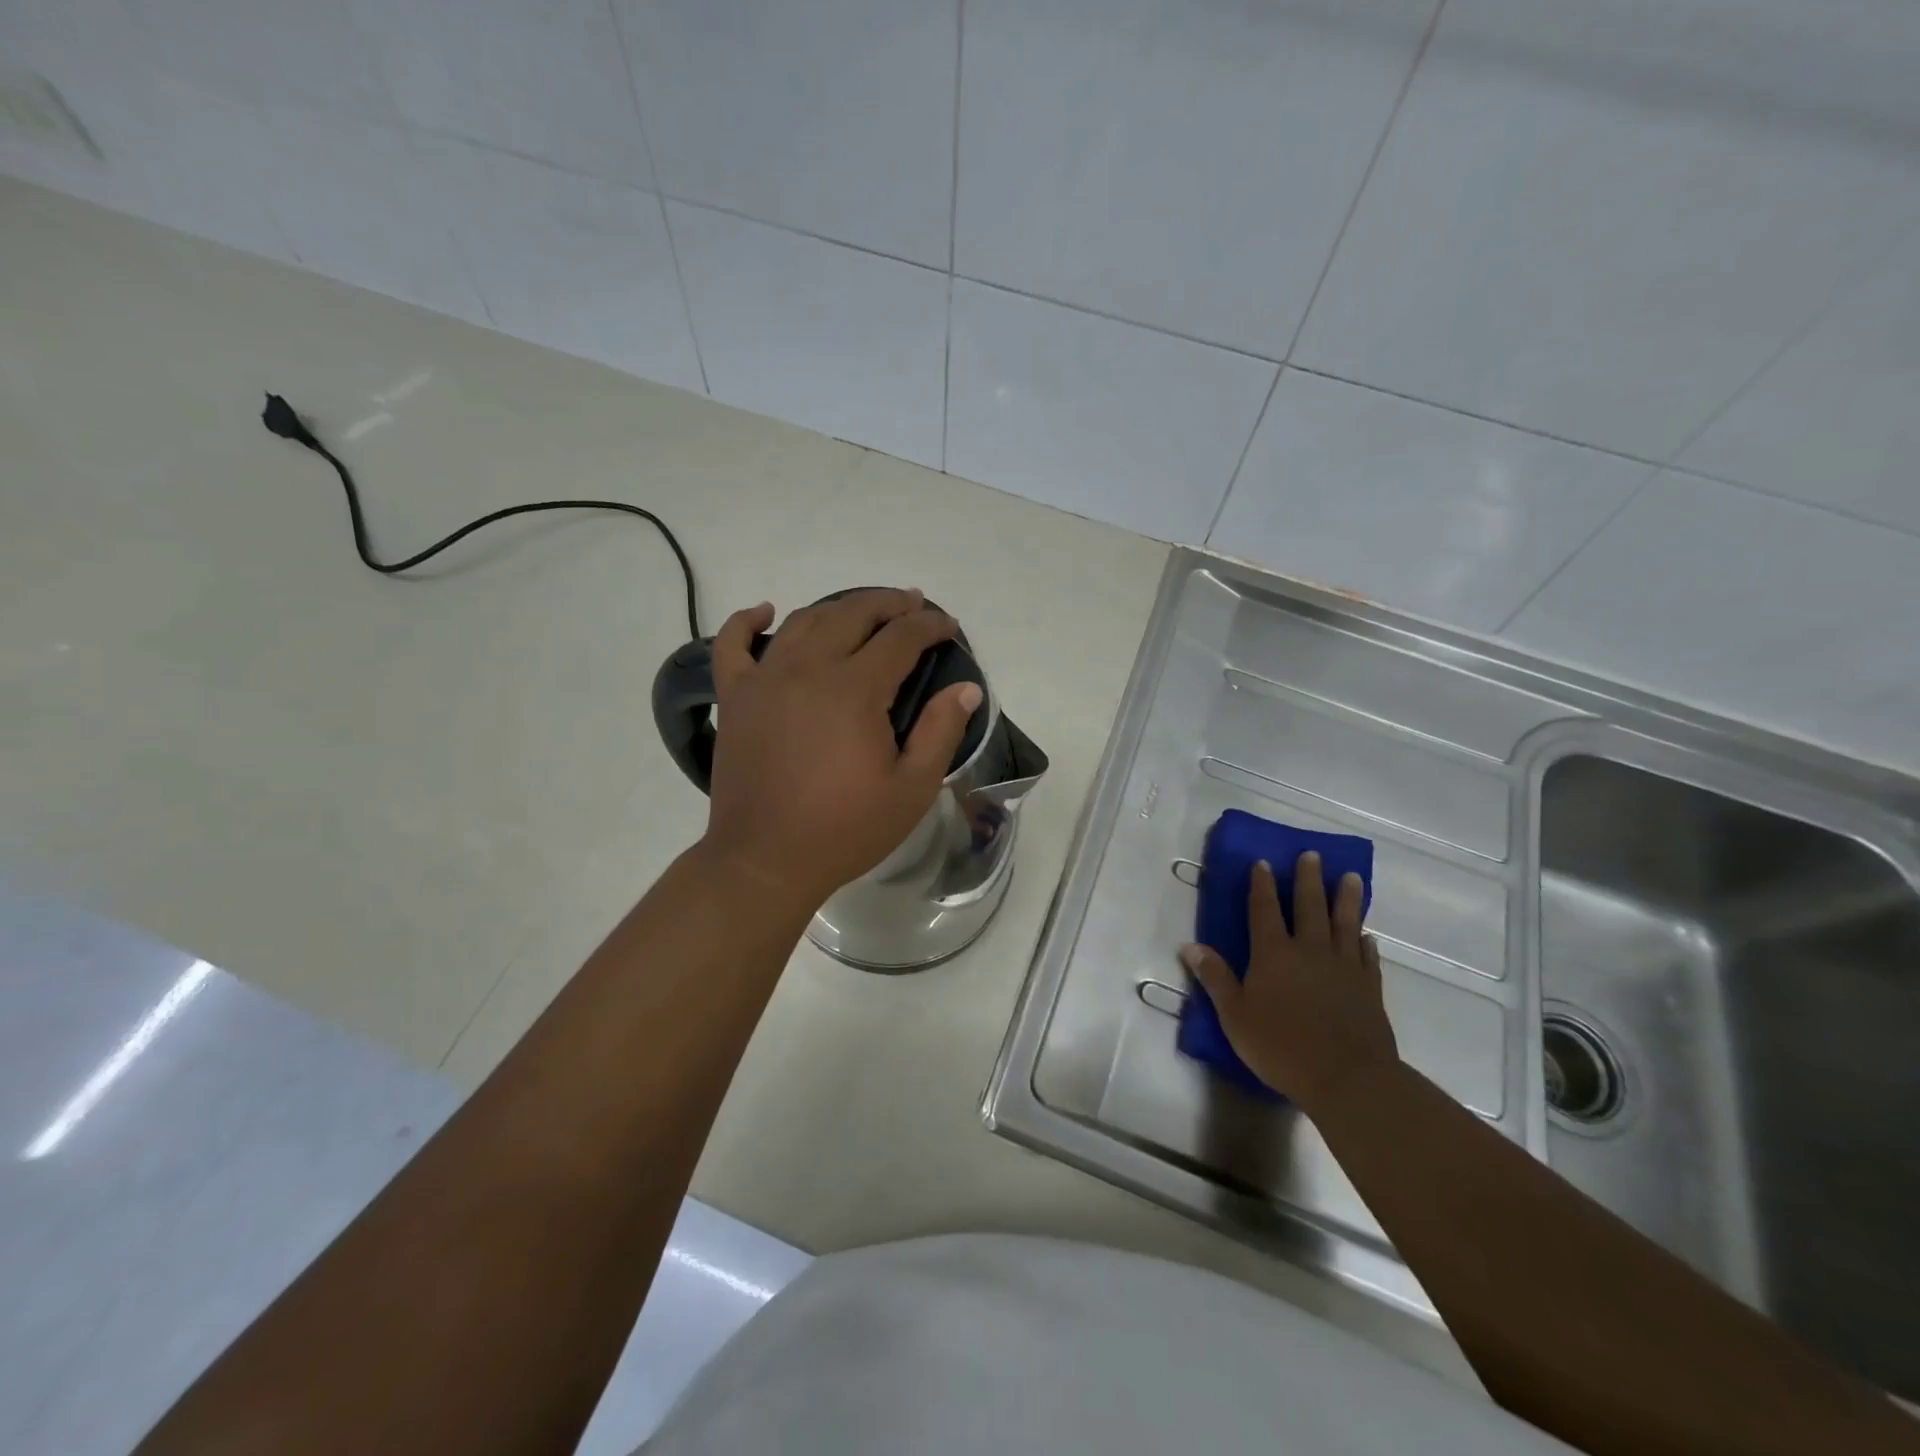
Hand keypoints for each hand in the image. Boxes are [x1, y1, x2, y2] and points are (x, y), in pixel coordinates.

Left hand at [700, 588, 981, 912]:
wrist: (766, 860)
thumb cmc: (845, 829)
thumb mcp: (912, 789)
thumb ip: (941, 732)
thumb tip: (967, 688)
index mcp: (855, 689)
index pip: (901, 637)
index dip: (930, 625)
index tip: (949, 627)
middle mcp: (808, 669)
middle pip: (852, 614)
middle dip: (889, 604)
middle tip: (913, 606)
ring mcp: (764, 679)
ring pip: (803, 621)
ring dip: (838, 607)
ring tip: (862, 611)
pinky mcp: (735, 697)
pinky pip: (732, 644)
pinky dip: (745, 621)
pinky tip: (765, 611)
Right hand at [1180, 854, 1399, 1113]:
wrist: (1348, 1078)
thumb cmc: (1281, 1046)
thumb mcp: (1235, 1015)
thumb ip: (1215, 977)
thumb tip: (1190, 946)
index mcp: (1273, 954)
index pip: (1265, 910)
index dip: (1262, 885)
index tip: (1263, 862)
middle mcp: (1309, 950)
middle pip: (1309, 906)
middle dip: (1308, 879)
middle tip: (1312, 855)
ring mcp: (1343, 967)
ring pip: (1344, 923)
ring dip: (1346, 899)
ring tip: (1351, 876)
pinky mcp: (1369, 988)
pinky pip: (1367, 956)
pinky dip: (1365, 942)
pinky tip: (1367, 935)